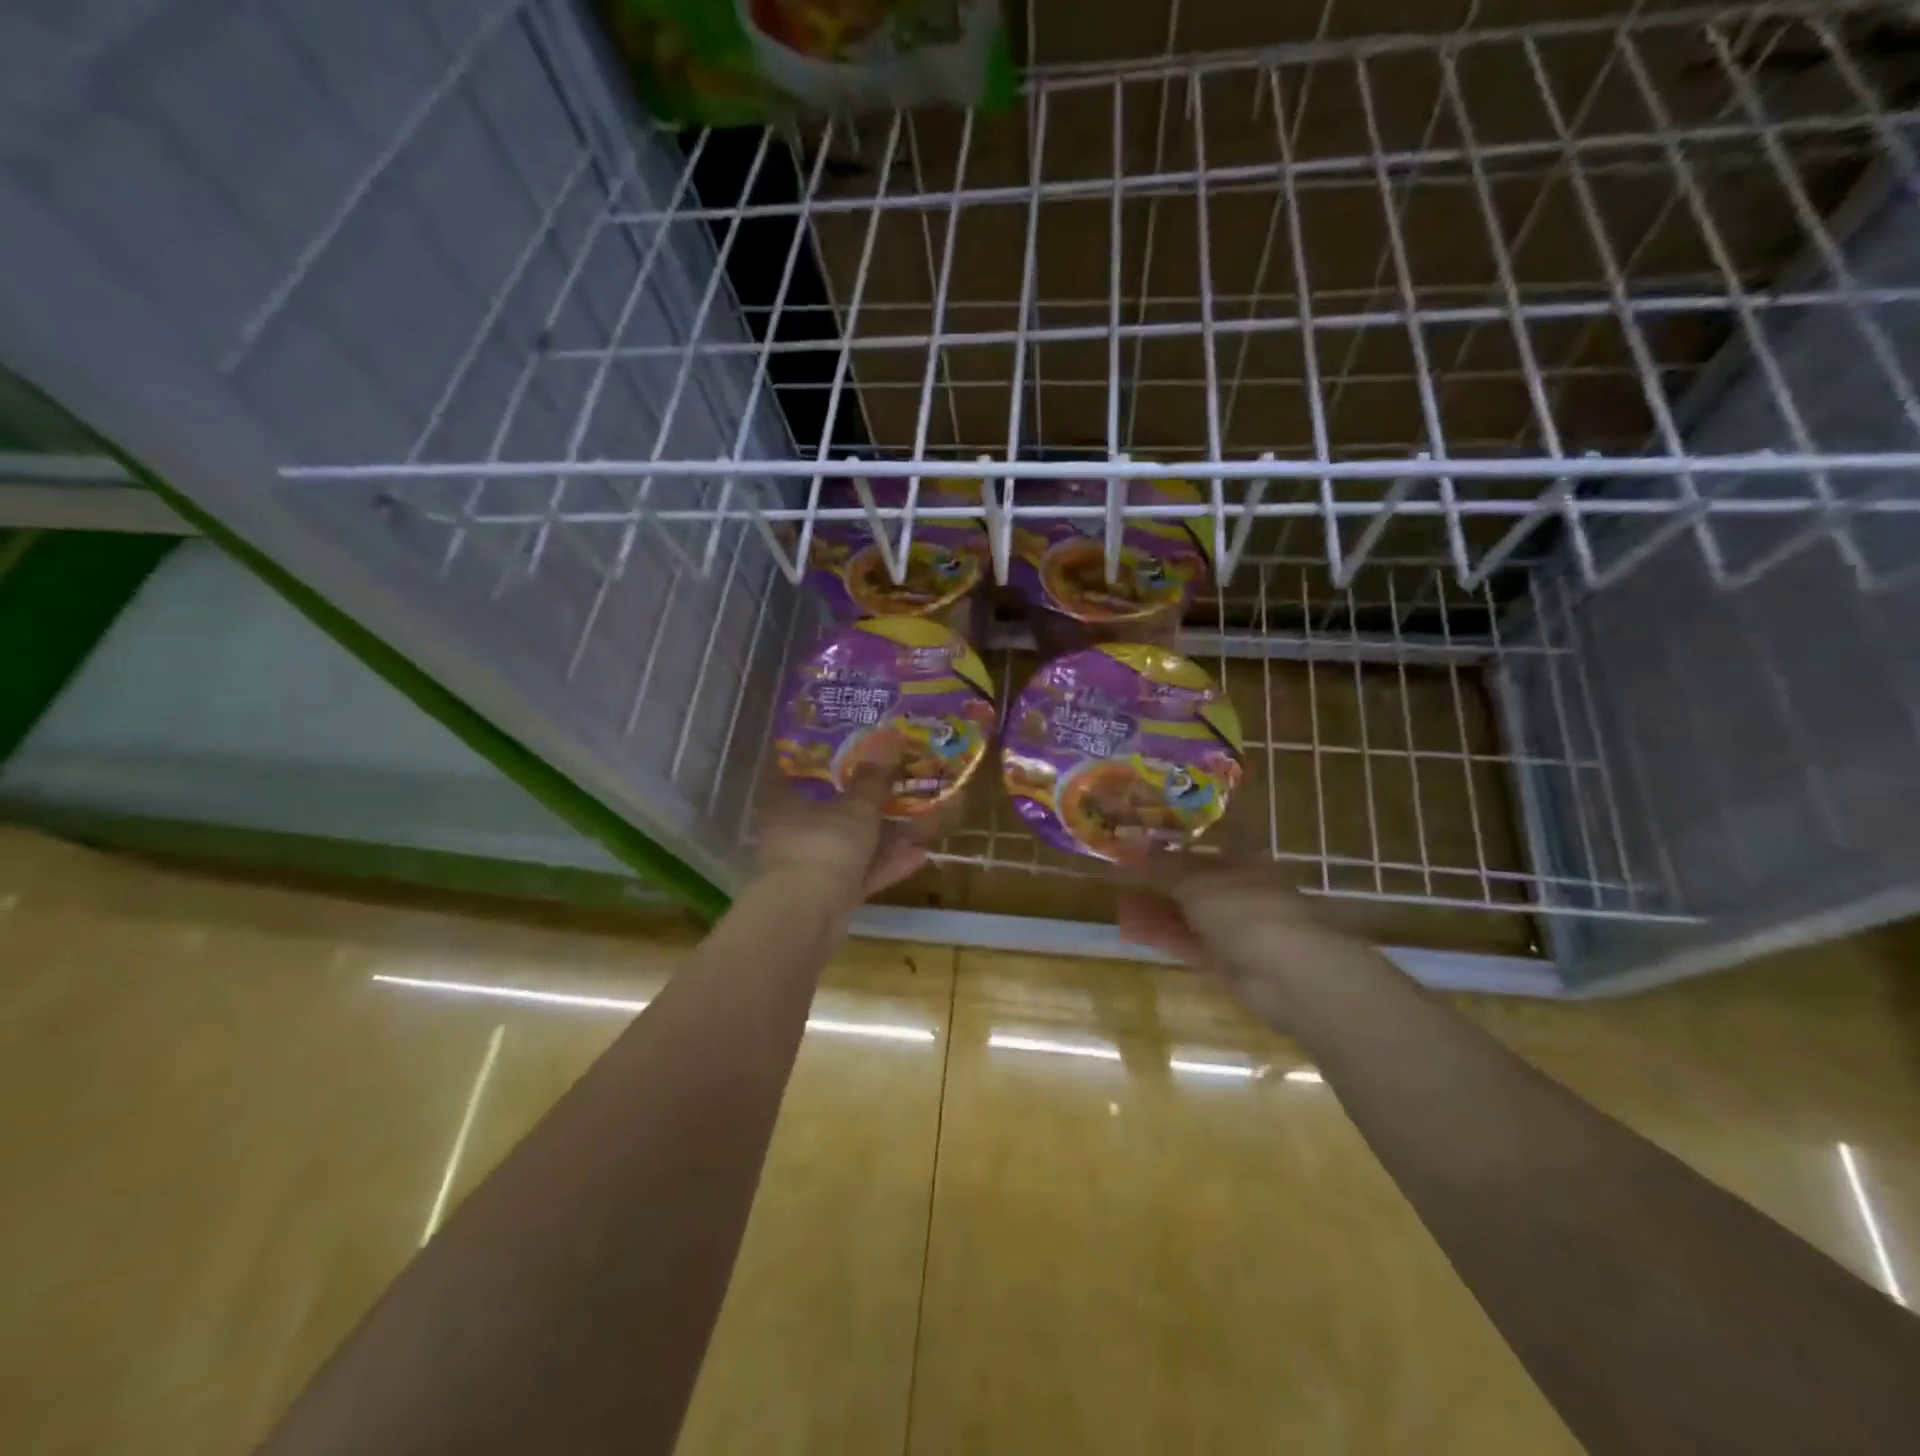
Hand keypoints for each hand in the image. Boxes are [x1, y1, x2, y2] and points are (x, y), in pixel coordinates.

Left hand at [754, 766, 928, 914]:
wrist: (808, 915)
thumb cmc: (824, 845)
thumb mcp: (856, 808)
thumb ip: (872, 782)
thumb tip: (885, 745)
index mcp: (784, 803)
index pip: (794, 774)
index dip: (818, 763)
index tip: (845, 754)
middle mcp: (792, 833)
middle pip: (829, 812)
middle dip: (865, 804)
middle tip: (896, 790)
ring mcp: (810, 867)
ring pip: (849, 846)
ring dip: (882, 837)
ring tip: (920, 823)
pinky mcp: (827, 896)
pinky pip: (859, 874)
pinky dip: (884, 865)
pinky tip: (919, 857)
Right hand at [1116, 852, 1365, 1024]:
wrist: (1288, 975)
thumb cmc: (1246, 910)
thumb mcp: (1197, 882)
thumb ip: (1162, 867)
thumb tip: (1131, 846)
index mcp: (1244, 859)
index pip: (1209, 839)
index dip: (1179, 835)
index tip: (1146, 831)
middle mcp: (1240, 889)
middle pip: (1195, 877)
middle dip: (1160, 873)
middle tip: (1121, 866)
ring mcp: (1234, 926)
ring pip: (1188, 910)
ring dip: (1157, 904)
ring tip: (1118, 895)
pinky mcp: (1225, 960)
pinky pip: (1187, 940)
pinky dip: (1162, 933)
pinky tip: (1132, 925)